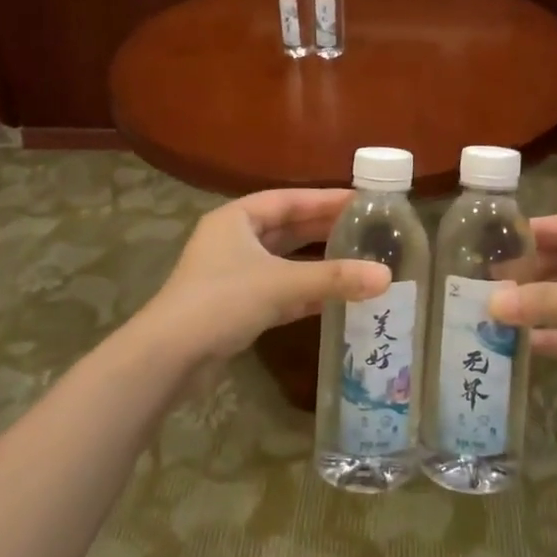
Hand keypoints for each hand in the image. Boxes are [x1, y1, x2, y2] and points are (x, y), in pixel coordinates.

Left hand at [143, 190, 390, 361]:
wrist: (170, 356)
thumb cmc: (222, 301)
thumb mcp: (281, 284)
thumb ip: (334, 279)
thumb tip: (386, 276)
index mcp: (237, 218)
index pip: (289, 199)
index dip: (325, 199)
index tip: (361, 201)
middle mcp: (235, 240)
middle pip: (288, 228)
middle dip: (325, 229)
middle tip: (367, 229)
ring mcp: (234, 274)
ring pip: (285, 261)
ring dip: (318, 262)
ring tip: (359, 259)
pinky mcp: (238, 306)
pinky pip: (280, 290)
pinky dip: (307, 292)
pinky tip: (338, 296)